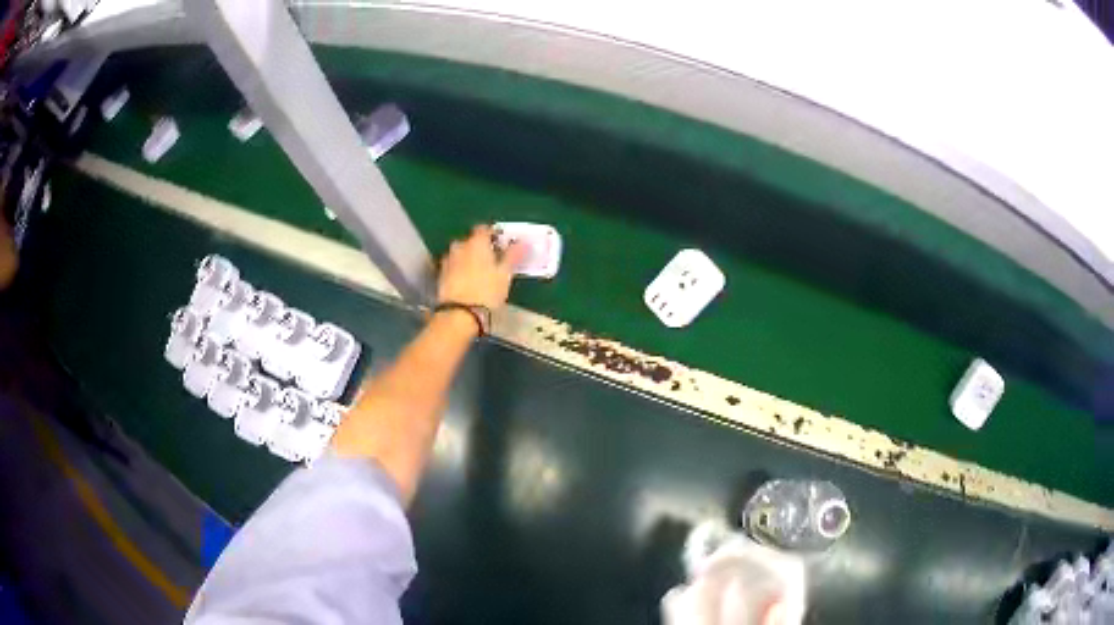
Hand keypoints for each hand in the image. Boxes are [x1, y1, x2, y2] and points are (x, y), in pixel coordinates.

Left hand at [437, 225, 525, 310]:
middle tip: (491, 260)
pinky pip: (452, 266)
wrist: (460, 314)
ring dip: (467, 258)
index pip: (484, 229)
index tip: (501, 245)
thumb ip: (512, 256)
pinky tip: (466, 281)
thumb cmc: (487, 291)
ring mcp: (448, 260)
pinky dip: (459, 269)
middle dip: (479, 247)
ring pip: (459, 253)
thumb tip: (523, 242)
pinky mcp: (441, 275)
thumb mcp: (505, 274)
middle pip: (470, 241)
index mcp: (477, 242)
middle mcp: (460, 246)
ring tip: (478, 272)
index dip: (493, 235)